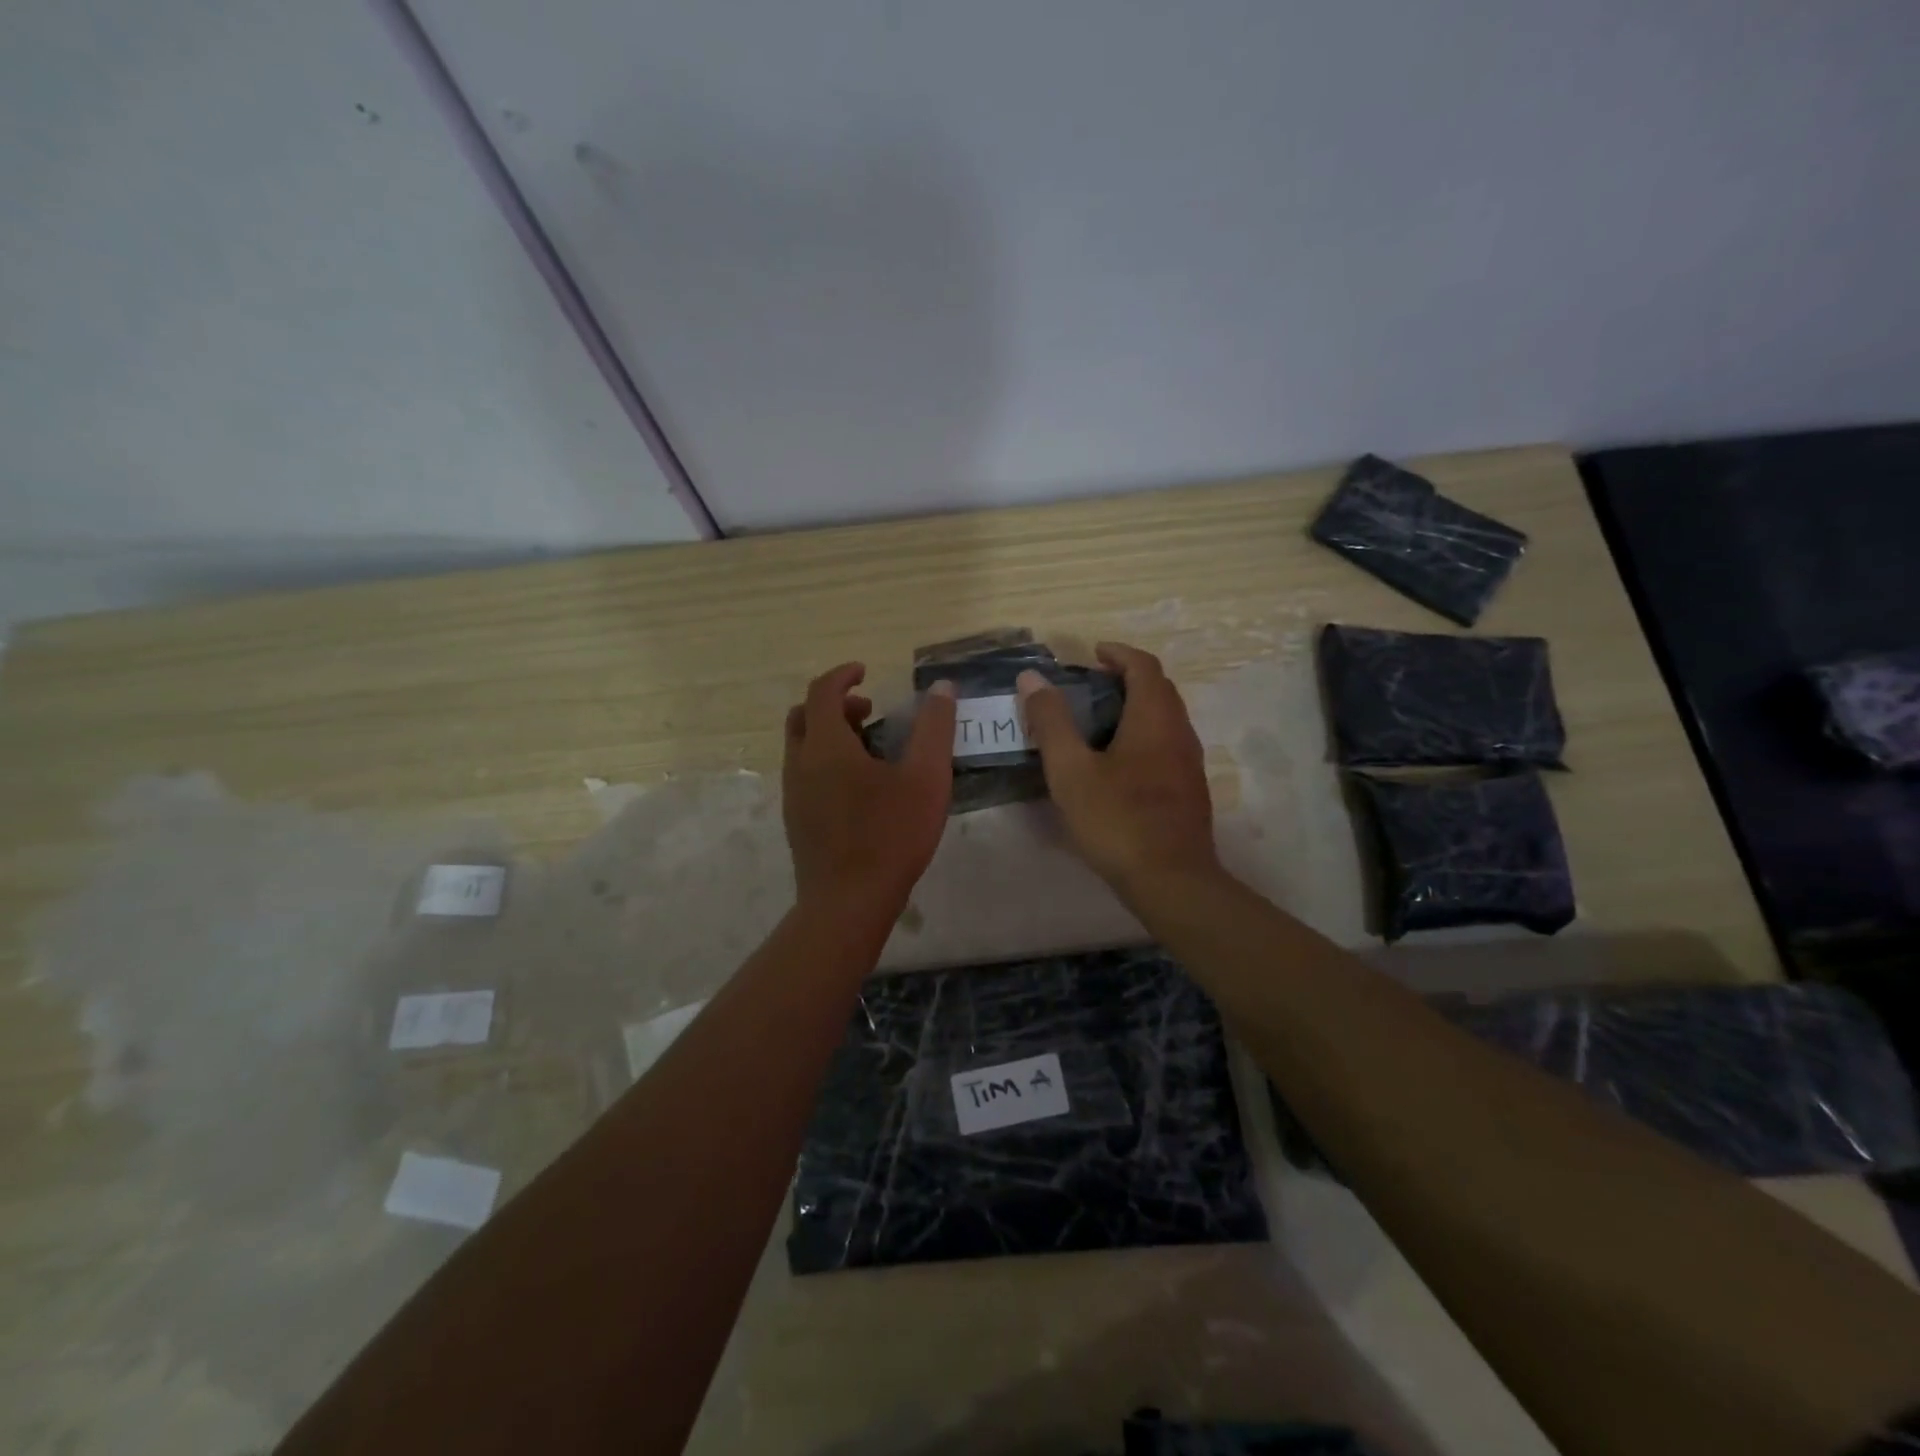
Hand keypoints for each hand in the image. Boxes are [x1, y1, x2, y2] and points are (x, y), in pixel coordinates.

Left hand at [782, 663, 957, 918]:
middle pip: (803, 716)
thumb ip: (935, 728)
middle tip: (869, 711)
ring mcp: (793, 795)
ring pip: (802, 748)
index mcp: (826, 746)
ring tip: (870, 749)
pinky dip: (825, 761)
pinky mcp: (796, 821)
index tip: (865, 672)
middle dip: (833, 704)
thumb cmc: (890, 835)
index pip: (822, 692)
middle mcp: (800, 764)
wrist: (847, 903)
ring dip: (829, 734)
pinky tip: (859, 788)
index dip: (843, 676)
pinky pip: (804, 774)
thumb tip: (942, 688)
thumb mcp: (926, 778)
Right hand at [1017, 642, 1221, 898]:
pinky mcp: (1189, 791)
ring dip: (1137, 707)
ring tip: (1099, 721)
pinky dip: (1144, 735)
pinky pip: (1167, 745)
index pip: (1144, 666)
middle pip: (1159, 690)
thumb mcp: (1071, 770)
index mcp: (1154, 719)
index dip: (1119, 653)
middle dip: (1127, 678)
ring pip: (1166, 719)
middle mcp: (1180, 733)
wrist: (1172, 880)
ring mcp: (1189, 764)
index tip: (1093, 653)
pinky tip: (1118, 763)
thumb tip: (1033, 678)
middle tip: (1091, 684)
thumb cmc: (1117, 820)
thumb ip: (1051, 722)